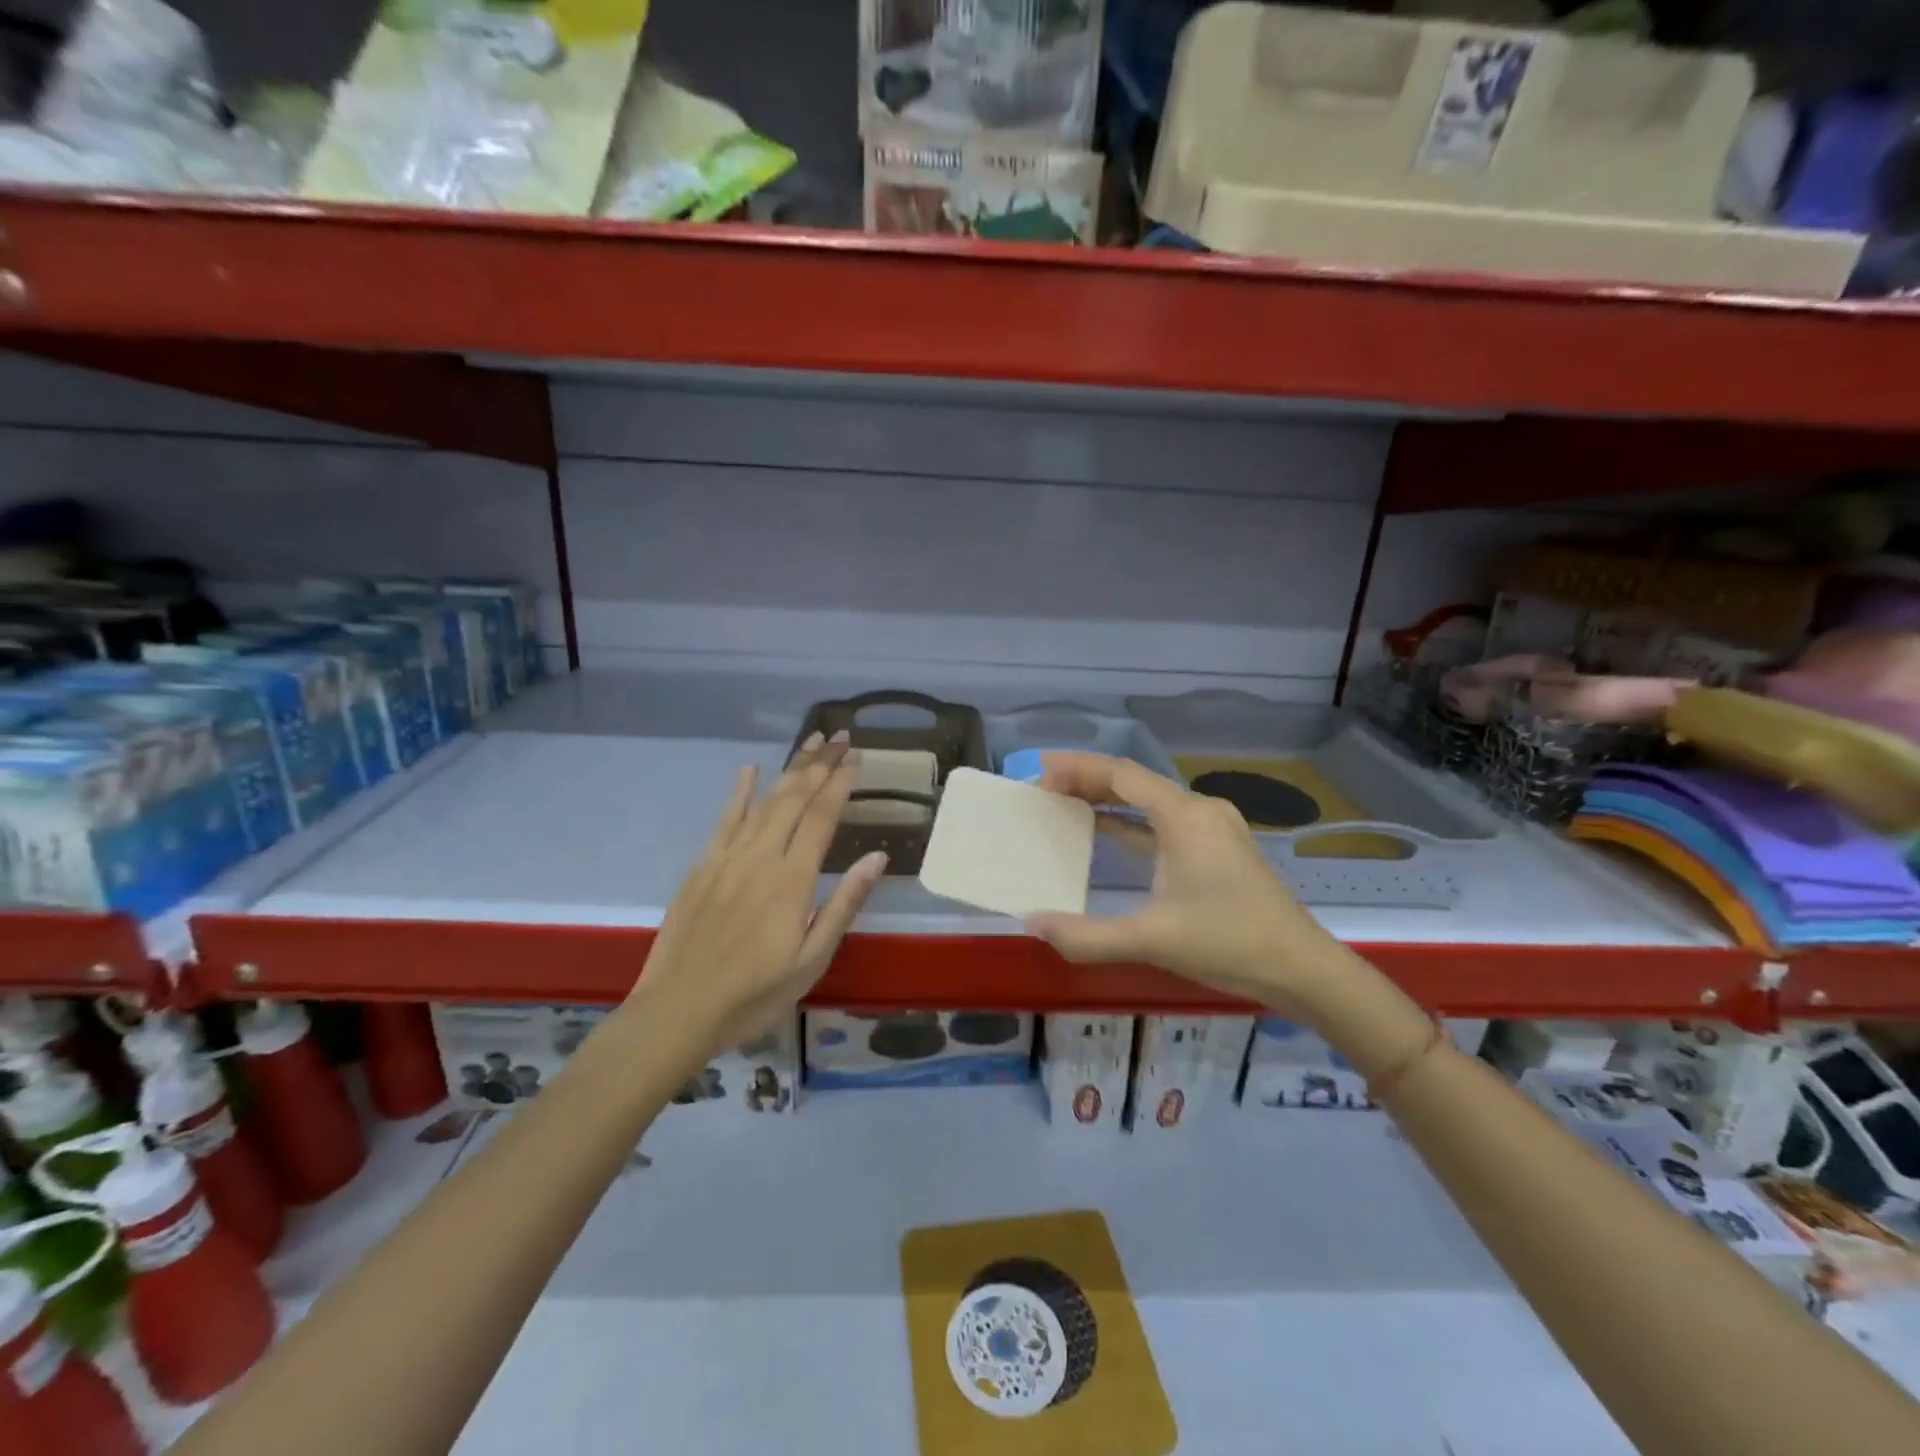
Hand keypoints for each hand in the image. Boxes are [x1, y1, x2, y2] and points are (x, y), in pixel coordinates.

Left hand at [635, 732, 887, 1051]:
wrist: (678, 1012)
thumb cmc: (754, 994)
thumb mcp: (812, 960)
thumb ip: (844, 904)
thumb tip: (877, 857)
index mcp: (791, 880)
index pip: (821, 817)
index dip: (840, 784)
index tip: (856, 758)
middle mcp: (760, 857)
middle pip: (793, 798)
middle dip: (818, 764)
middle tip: (839, 737)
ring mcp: (726, 859)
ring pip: (763, 801)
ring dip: (788, 769)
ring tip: (810, 742)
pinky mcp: (702, 867)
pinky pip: (724, 820)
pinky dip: (739, 793)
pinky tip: (749, 771)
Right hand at [1024, 752, 1346, 1014]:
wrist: (1301, 968)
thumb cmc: (1229, 943)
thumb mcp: (1152, 940)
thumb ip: (1088, 935)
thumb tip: (1033, 924)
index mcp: (1184, 816)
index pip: (1121, 775)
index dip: (1078, 767)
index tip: (1041, 770)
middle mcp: (1199, 811)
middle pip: (1134, 782)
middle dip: (1088, 780)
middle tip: (1045, 788)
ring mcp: (1212, 828)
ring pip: (1150, 801)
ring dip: (1109, 800)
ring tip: (1066, 804)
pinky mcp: (1218, 849)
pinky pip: (1164, 823)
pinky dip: (1131, 822)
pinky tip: (1107, 833)